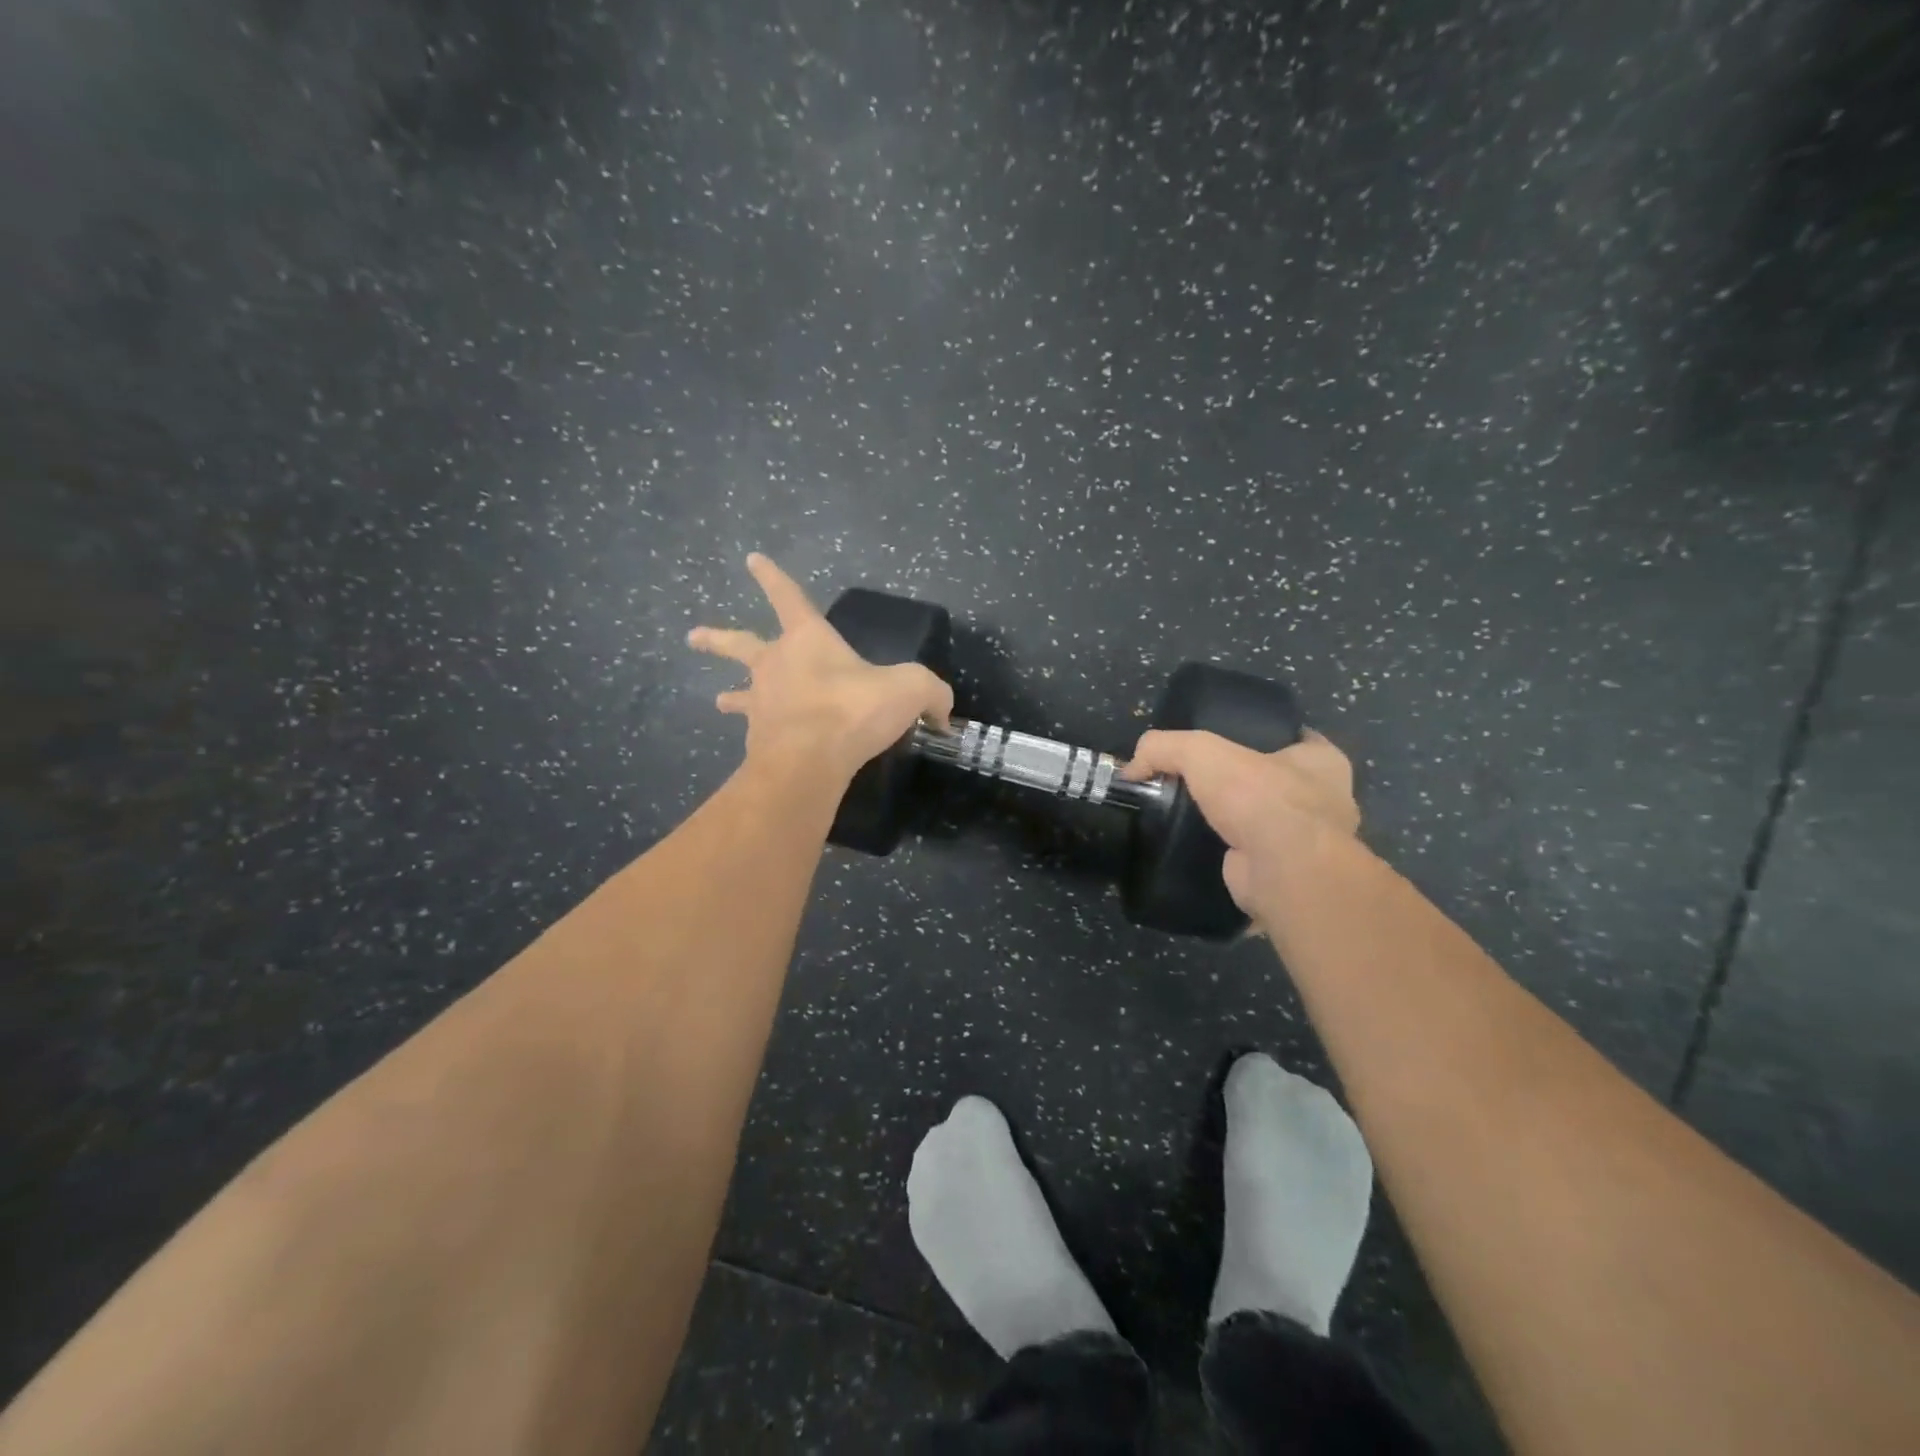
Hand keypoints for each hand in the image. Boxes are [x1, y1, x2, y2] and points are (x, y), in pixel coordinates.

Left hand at [689, 555, 953, 782]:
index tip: (751, 559)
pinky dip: (760, 736)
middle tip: (693, 636)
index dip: (772, 577)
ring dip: (731, 695)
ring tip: (720, 700)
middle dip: (717, 639)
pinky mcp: (759, 740)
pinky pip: (758, 733)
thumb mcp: (909, 690)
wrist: (808, 760)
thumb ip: (930, 693)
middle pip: (739, 644)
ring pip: (740, 694)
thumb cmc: (853, 709)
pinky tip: (763, 747)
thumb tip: (943, 712)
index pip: (788, 596)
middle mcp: (775, 664)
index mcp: (807, 639)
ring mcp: (762, 702)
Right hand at [1123, 729, 1359, 922]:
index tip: (1221, 743)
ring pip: (1264, 822)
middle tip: (1197, 783)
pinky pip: (1253, 857)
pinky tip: (1198, 850)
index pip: (1291, 739)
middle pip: (1274, 782)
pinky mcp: (1288, 874)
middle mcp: (1325, 800)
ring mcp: (1309, 843)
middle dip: (1241, 783)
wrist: (1283, 871)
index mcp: (1323, 762)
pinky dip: (1229, 855)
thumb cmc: (1261, 798)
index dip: (1256, 738)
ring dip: (1235, 823)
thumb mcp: (1200, 752)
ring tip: (1190, 817)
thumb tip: (1131, 768)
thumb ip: (1162, 748)